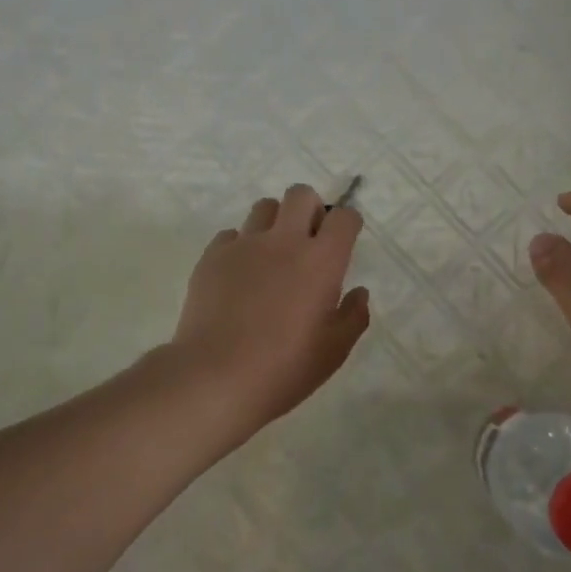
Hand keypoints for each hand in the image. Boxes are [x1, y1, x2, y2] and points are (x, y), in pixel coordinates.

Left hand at [170, 184, 370, 435]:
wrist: (216, 377)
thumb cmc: (285, 367)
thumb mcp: (334, 351)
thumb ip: (353, 316)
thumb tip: (358, 292)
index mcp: (322, 261)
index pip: (344, 217)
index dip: (347, 224)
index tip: (344, 242)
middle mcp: (285, 241)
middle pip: (301, 194)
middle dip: (310, 208)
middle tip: (308, 241)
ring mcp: (244, 245)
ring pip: (264, 207)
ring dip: (275, 222)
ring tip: (272, 255)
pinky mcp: (212, 256)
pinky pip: (231, 235)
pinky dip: (240, 246)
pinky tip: (239, 275)